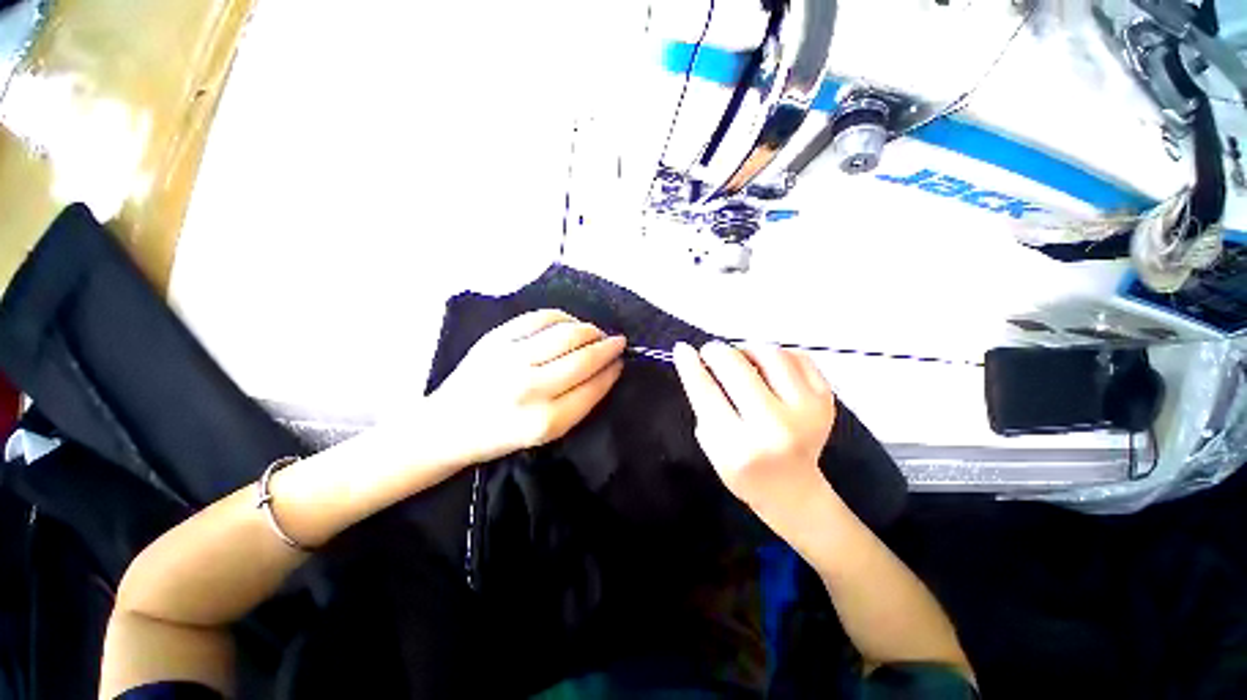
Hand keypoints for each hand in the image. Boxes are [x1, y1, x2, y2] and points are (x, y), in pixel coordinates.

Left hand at [429, 310, 624, 463]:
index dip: (612, 372)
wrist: (447, 426)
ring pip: (566, 333)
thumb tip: (606, 369)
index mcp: (544, 422)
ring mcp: (511, 359)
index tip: (622, 362)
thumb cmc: (500, 436)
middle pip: (583, 358)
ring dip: (590, 330)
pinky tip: (570, 324)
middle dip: (608, 347)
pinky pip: (541, 318)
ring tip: (597, 333)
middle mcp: (529, 388)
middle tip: (619, 342)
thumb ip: (578, 404)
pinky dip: (563, 318)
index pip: (592, 388)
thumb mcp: (545, 435)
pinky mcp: (496, 338)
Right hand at [673, 341, 837, 529]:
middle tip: (710, 352)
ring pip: (770, 354)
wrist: (793, 489)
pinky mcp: (826, 400)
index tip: (682, 349)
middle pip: (737, 367)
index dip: (690, 367)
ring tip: (741, 360)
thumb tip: (693, 358)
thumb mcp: (712, 445)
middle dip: (716, 352)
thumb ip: (703, 403)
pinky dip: (776, 355)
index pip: (707, 393)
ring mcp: (807, 412)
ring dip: (747, 350)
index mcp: (739, 447)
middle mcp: (775, 427)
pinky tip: (767, 367)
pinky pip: (798, 356)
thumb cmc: (743, 470)